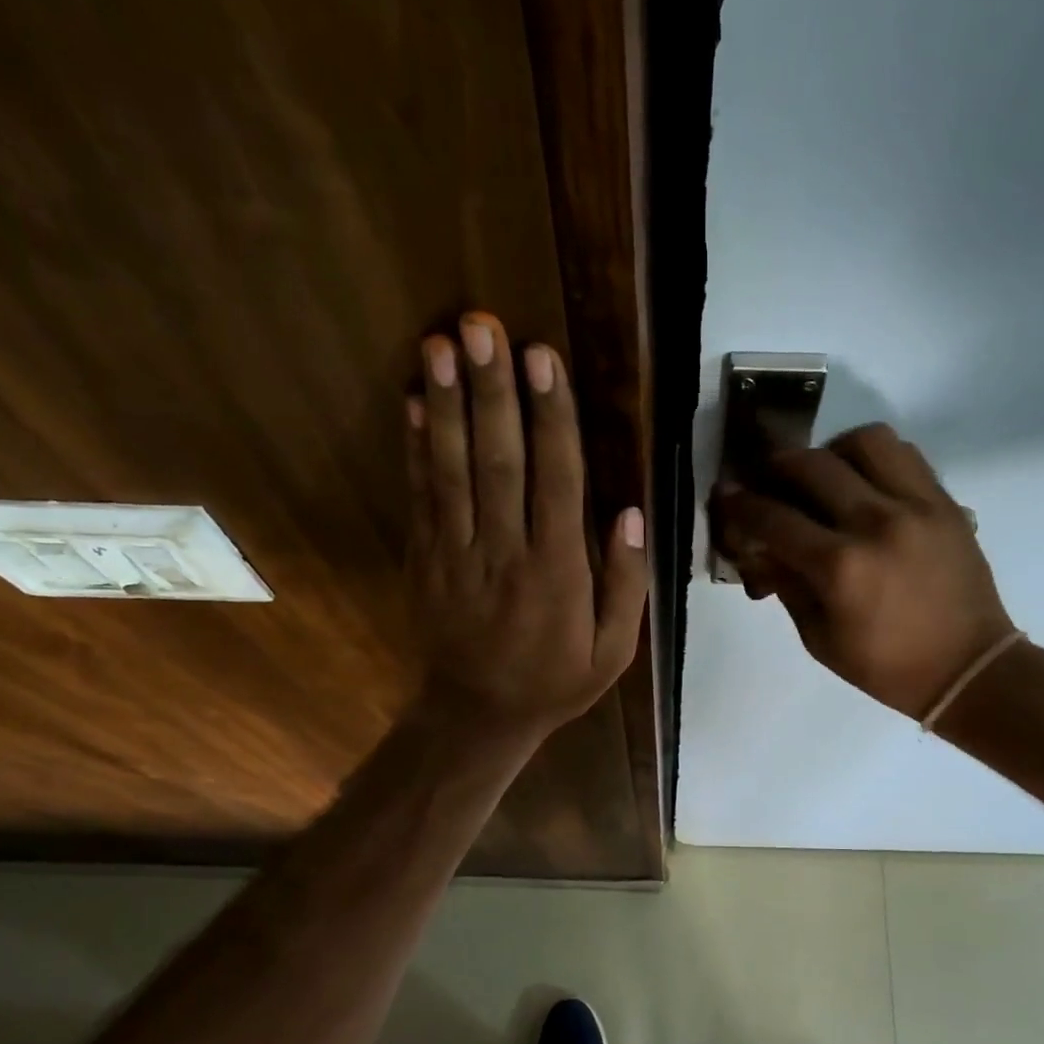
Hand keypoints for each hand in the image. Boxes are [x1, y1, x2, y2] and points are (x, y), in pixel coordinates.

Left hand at [407, 312, 647, 739]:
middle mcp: (505, 554)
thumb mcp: (612, 652)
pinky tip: (413, 402)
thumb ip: (625, 584)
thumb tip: (630, 513)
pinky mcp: (424, 559)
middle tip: (483, 326)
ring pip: (452, 471)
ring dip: (446, 405)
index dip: (549, 417)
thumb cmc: (554, 681)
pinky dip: (416, 447)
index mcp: (557, 573)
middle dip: (492, 392)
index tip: (541, 358)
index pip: (556, 482)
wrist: (476, 716)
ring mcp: (456, 555)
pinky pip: (420, 497)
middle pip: (498, 462)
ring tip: (440, 344)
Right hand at [713, 424, 1011, 718]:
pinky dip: (874, 458)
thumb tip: (759, 547)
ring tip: (823, 477)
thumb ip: (785, 584)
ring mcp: (917, 505)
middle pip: (810, 465)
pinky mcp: (945, 501)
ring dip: (830, 452)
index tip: (724, 495)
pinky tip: (864, 483)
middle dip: (775, 467)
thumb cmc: (886, 667)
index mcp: (840, 568)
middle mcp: (876, 523)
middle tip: (766, 480)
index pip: (773, 519)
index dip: (739, 505)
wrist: (968, 668)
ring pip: (863, 442)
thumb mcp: (819, 639)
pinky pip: (904, 454)